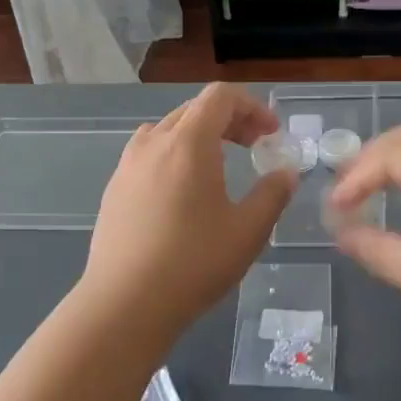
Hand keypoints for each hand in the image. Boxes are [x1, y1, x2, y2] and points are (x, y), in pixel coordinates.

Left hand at [80, 84, 296, 337]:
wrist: (124, 303)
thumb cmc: (193, 263)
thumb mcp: (248, 231)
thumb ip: (272, 194)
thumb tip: (285, 173)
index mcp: (188, 142)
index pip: (220, 96)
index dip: (252, 107)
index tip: (271, 134)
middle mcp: (154, 142)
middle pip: (194, 109)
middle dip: (230, 120)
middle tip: (254, 146)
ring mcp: (127, 165)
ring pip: (168, 130)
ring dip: (199, 136)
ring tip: (218, 166)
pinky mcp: (114, 189)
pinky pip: (148, 154)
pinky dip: (174, 156)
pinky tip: (182, 194)